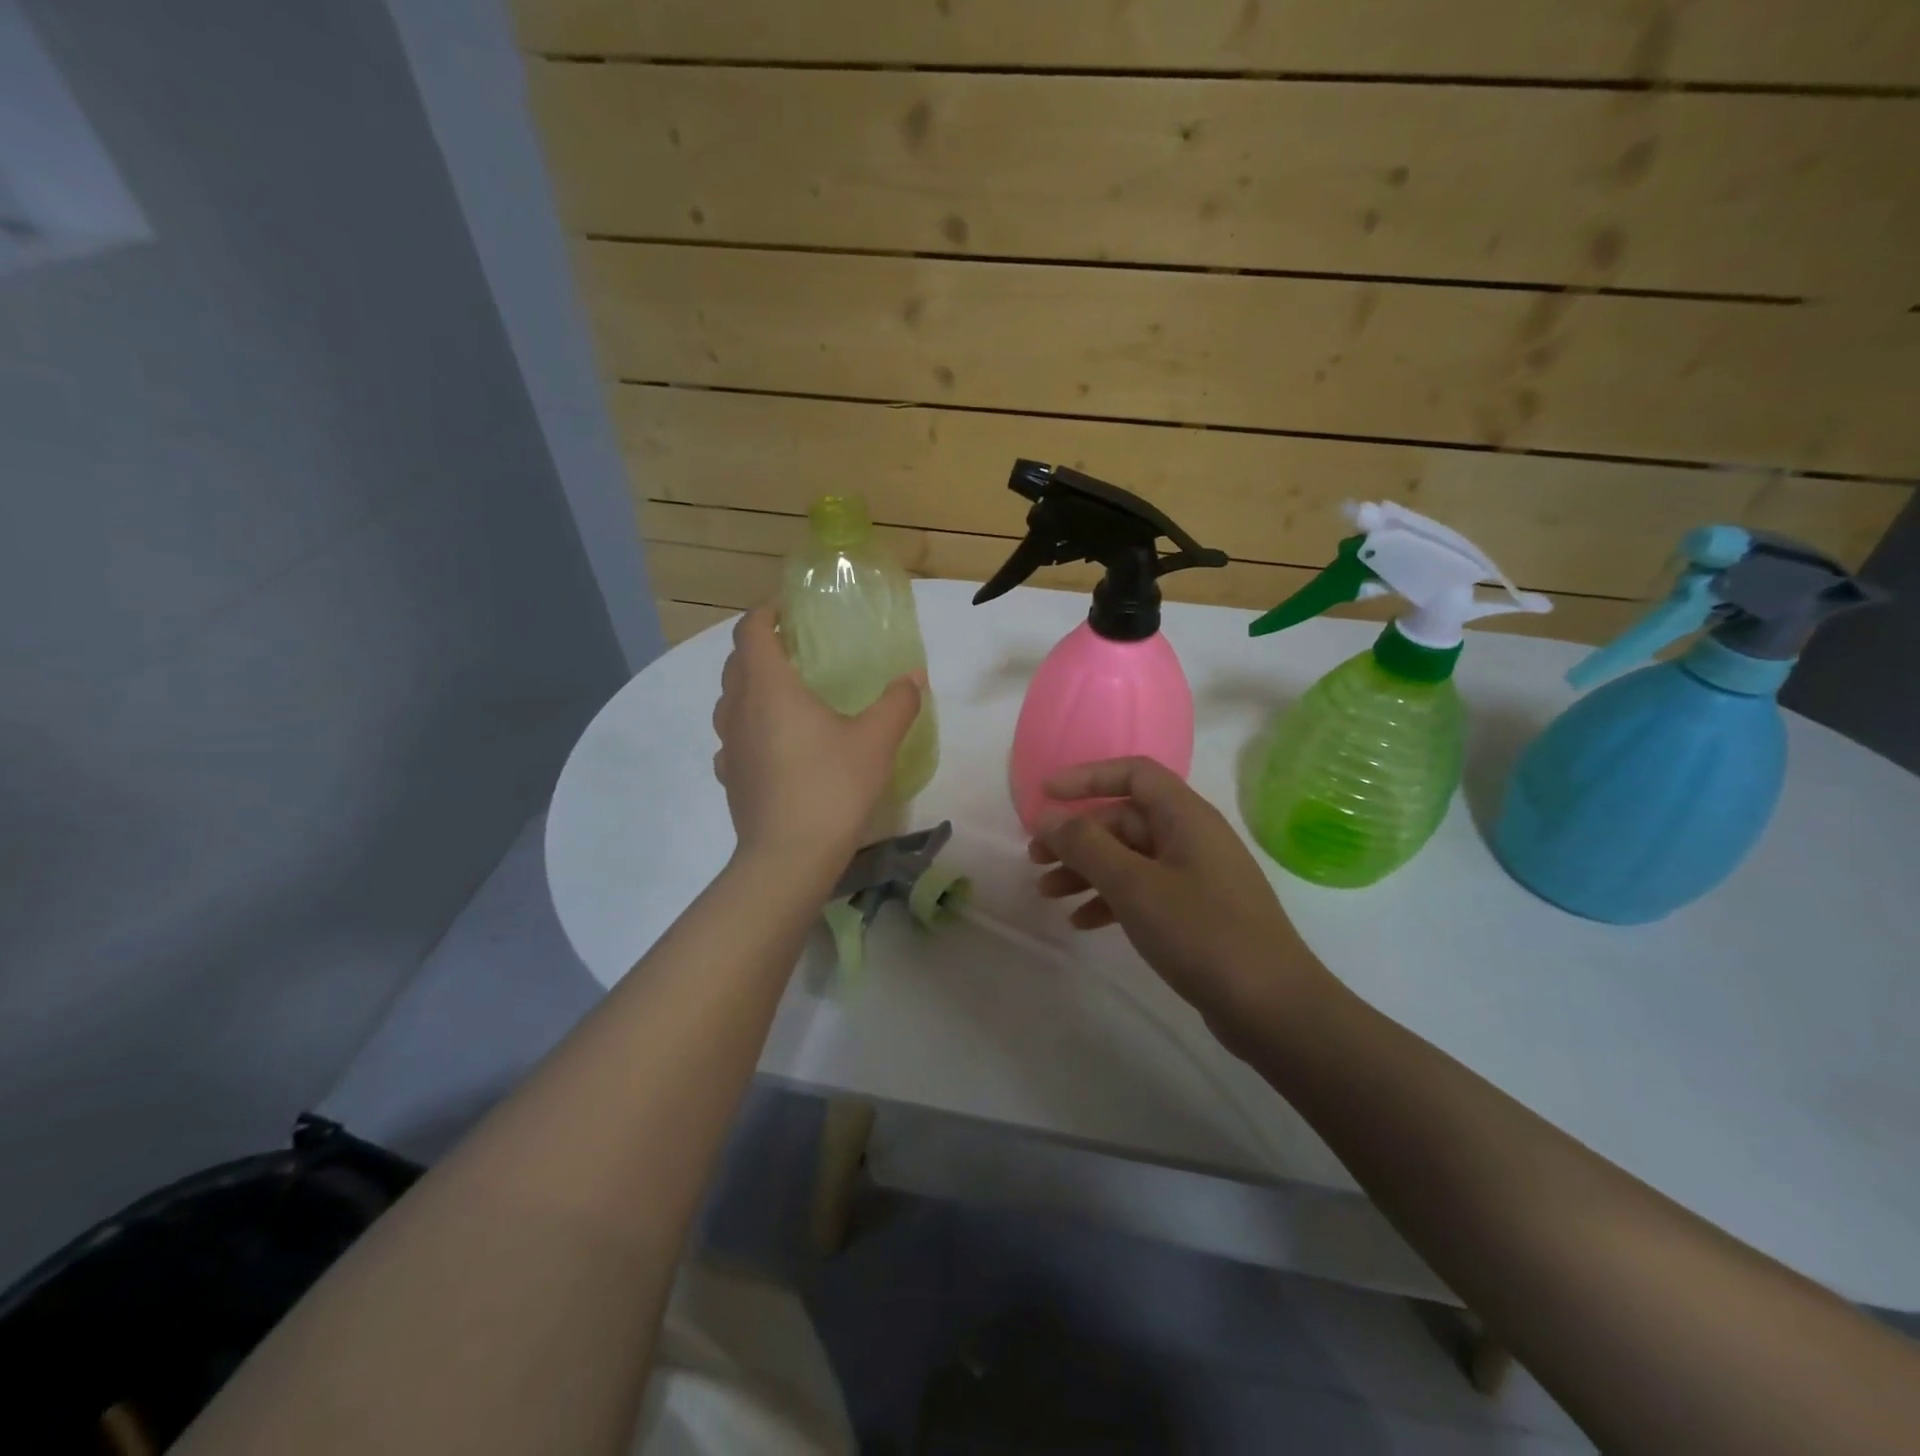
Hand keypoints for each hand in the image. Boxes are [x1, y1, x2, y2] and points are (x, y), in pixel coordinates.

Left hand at [712, 606, 924, 872]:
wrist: (788, 857)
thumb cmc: (831, 786)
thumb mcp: (876, 740)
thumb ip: (897, 702)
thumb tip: (914, 678)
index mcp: (768, 686)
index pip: (752, 631)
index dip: (766, 613)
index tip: (789, 611)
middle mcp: (738, 708)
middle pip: (736, 662)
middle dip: (760, 648)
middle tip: (795, 650)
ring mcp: (727, 745)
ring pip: (729, 700)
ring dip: (749, 687)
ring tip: (784, 696)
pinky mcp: (728, 777)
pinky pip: (732, 738)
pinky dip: (748, 727)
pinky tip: (773, 745)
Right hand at [1030, 758, 1334, 1049]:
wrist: (1272, 1007)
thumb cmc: (1201, 933)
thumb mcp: (1134, 885)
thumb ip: (1087, 846)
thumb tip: (1049, 818)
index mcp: (1185, 816)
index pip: (1133, 774)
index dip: (1087, 777)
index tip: (1045, 795)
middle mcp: (1191, 837)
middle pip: (1124, 819)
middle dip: (1077, 836)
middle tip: (1035, 859)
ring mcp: (1195, 876)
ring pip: (1129, 857)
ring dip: (1086, 870)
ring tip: (1046, 892)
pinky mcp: (1195, 911)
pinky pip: (1143, 890)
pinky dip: (1110, 899)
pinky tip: (1081, 922)